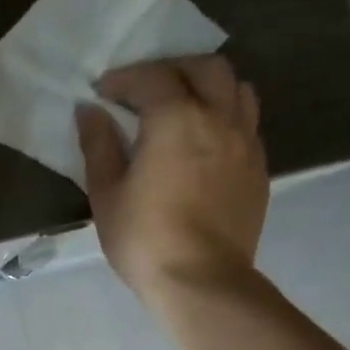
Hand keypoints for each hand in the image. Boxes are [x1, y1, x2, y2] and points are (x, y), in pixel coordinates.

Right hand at [77, 55, 267, 307]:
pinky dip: (225, 116)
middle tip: (146, 90)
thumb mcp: (106, 193)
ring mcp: (246, 142)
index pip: (152, 77)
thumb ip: (99, 145)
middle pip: (205, 68)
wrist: (201, 281)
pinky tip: (204, 141)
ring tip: (183, 107)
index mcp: (176, 119)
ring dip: (208, 87)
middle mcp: (219, 118)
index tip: (103, 92)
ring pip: (237, 89)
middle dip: (173, 69)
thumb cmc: (144, 238)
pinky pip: (247, 122)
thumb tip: (90, 110)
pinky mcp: (259, 168)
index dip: (124, 78)